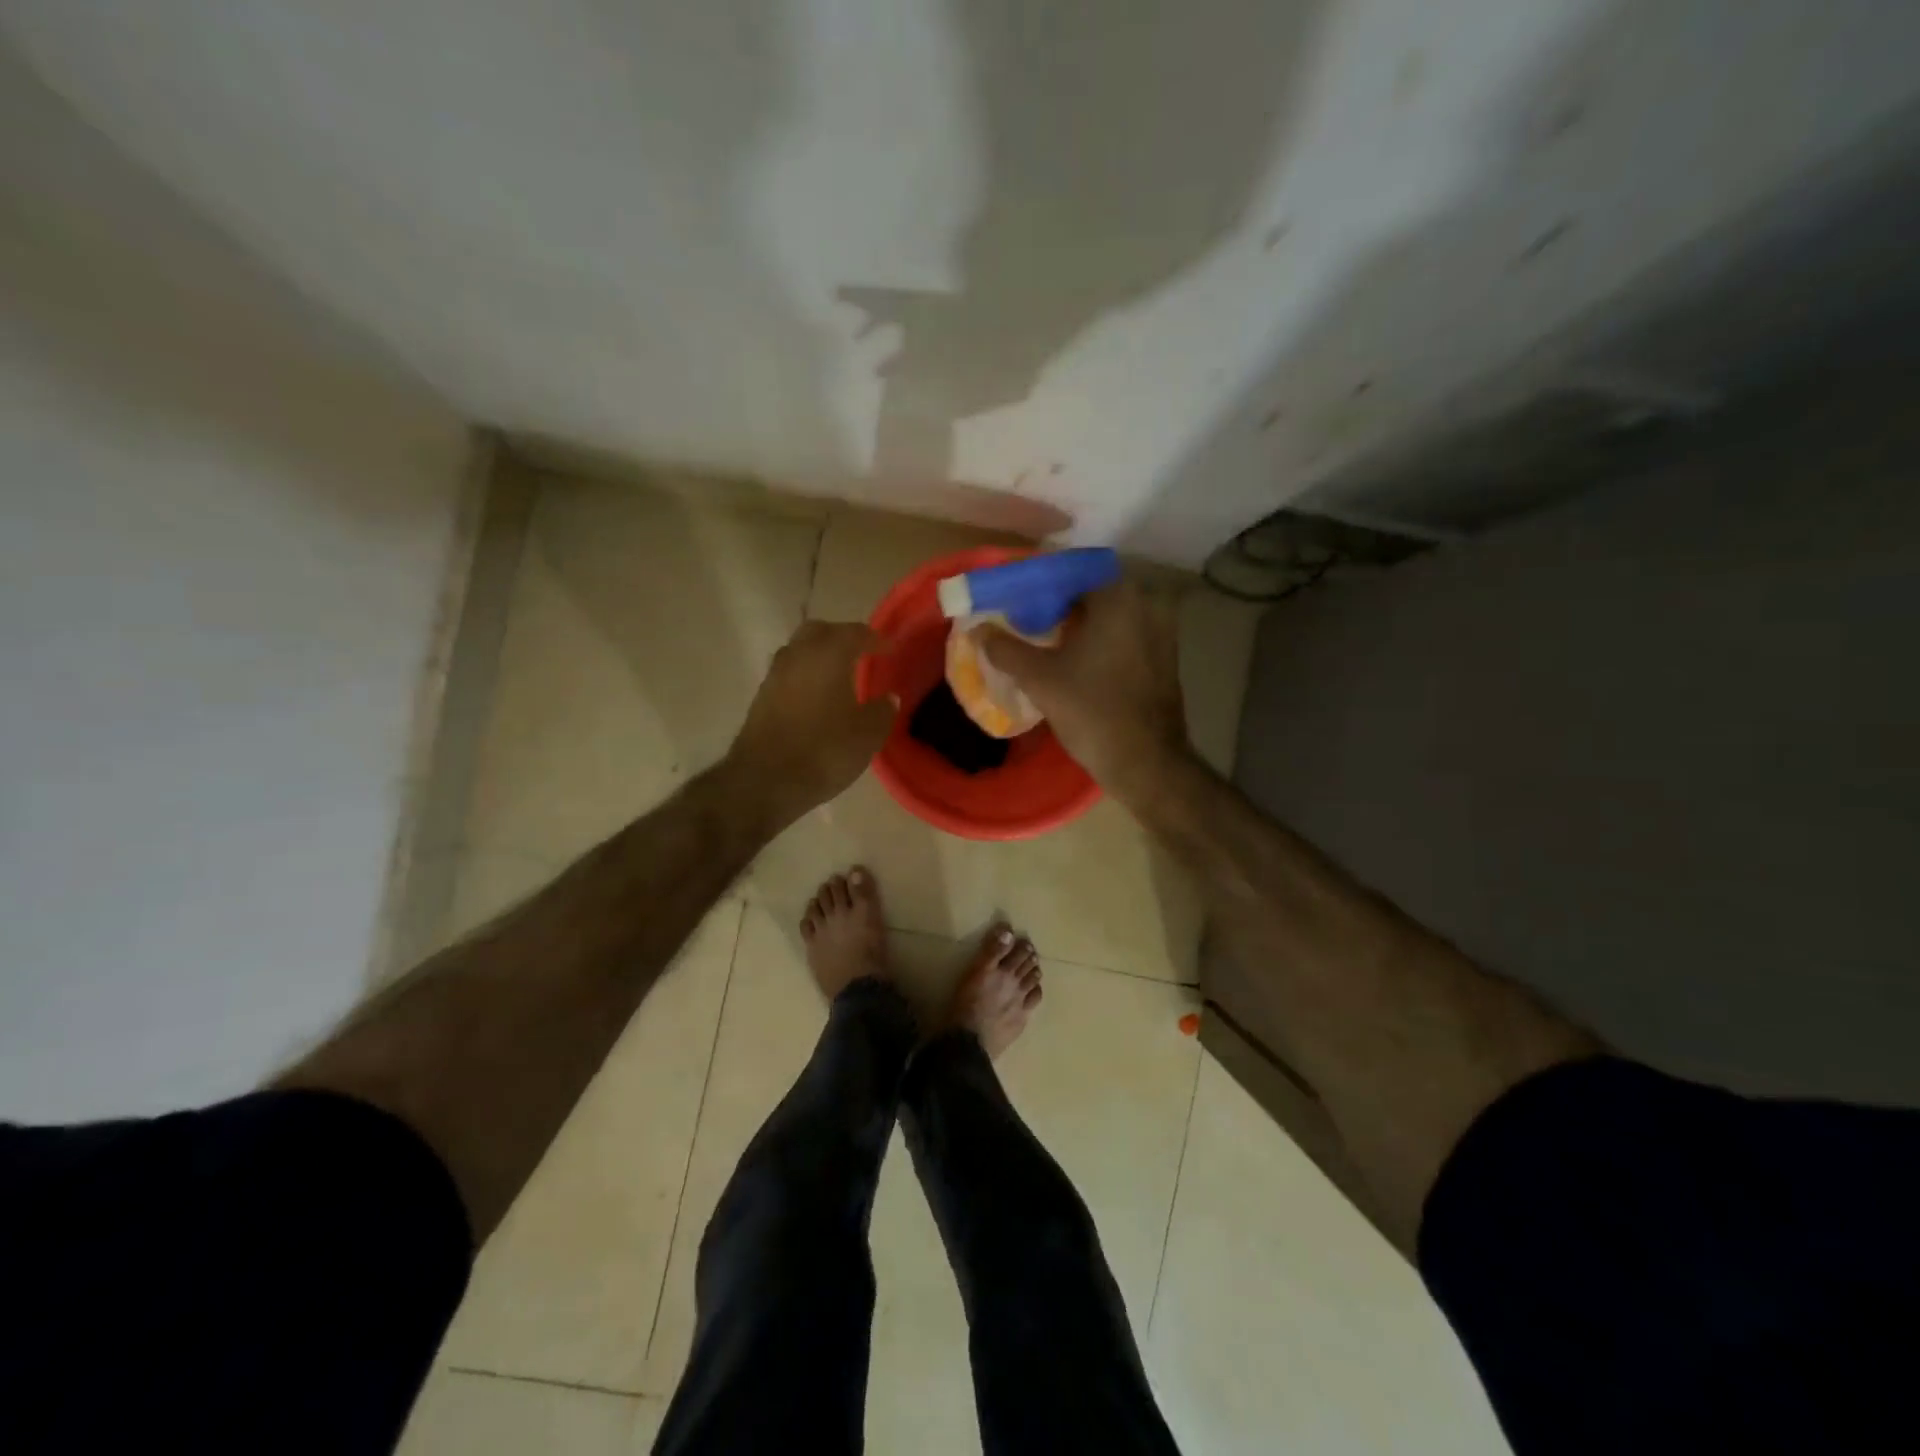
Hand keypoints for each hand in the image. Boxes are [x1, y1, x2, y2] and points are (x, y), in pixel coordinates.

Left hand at [728, 620, 895, 826]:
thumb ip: (882, 711)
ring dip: (819, 655)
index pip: (855, 633)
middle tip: (861, 653)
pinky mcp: (762, 697)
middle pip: (820, 631)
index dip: (876, 639)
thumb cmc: (824, 751)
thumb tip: (888, 698)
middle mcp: (798, 655)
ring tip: (839, 675)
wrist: (765, 781)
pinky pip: (789, 673)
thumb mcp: (867, 735)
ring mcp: (775, 675)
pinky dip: (805, 676)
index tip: (890, 649)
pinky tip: (817, 697)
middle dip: (842, 637)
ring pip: (800, 650)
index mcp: (828, 655)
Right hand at [982, 581, 1190, 799]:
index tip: (1014, 600)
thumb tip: (978, 630)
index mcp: (1118, 596)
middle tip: (1025, 622)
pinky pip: (1125, 634)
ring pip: (1109, 615)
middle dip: (1057, 604)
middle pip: (1090, 592)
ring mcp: (1161, 630)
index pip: (1069, 572)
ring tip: (1046, 642)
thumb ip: (1006, 649)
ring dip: (1079, 623)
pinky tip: (1076, 660)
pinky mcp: (1165, 656)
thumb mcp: (1039, 678)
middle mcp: (1146, 602)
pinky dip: (1100, 639)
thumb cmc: (1092, 711)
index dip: (1037, 584)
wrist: (1146, 762)